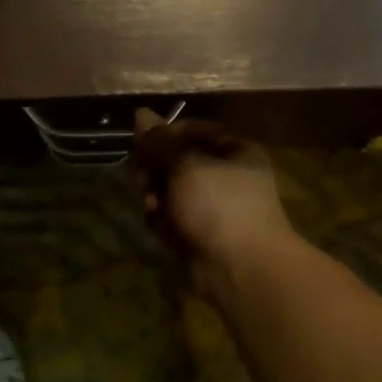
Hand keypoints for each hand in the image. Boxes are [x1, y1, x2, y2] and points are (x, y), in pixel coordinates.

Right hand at [133, 110, 294, 304]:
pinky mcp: (199, 234)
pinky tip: (161, 228)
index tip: (142, 145)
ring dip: (155, 196)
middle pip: (176, 161)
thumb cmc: (219, 205)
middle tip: (143, 179)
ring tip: (152, 207)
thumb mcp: (185, 165)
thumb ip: (159, 141)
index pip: (192, 130)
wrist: (241, 268)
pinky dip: (163, 221)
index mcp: (234, 151)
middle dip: (155, 170)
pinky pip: (172, 218)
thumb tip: (140, 113)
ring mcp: (212, 208)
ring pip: (170, 191)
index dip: (164, 135)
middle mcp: (225, 176)